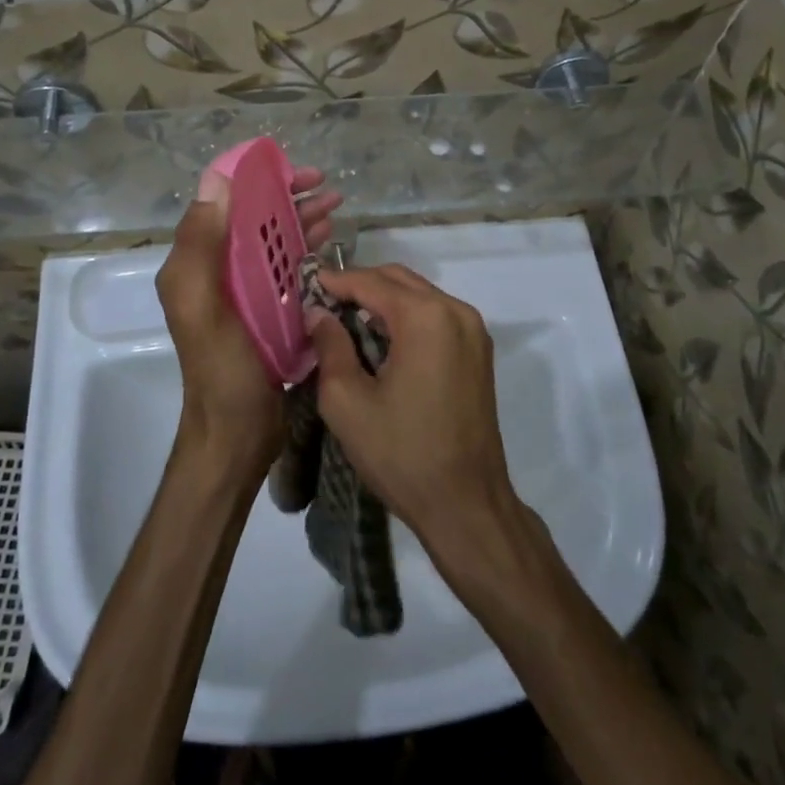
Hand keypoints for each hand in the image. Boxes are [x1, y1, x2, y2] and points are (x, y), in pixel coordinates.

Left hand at [156, 168, 341, 478]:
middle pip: (252, 216)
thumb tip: (217, 180)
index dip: (255, 177)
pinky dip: (305, 248)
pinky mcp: (266, 309)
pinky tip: (329, 241)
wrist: (236, 433)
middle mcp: (216, 269)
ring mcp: (243, 290)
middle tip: (327, 185)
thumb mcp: (202, 303)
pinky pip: (285, 267)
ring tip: (337, 206)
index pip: (222, 201)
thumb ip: (201, 243)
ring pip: (272, 239)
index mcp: (196, 261)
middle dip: (287, 195)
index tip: (293, 171)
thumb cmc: (221, 367)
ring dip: (301, 218)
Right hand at [305, 264, 516, 547]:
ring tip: (346, 320)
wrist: (467, 504)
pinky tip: (381, 340)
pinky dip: (407, 317)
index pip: (371, 282)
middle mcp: (456, 311)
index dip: (335, 281)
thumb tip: (319, 314)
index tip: (305, 287)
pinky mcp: (478, 351)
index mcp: (426, 317)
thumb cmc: (402, 453)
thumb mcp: (347, 401)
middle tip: (323, 303)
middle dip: (360, 286)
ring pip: (419, 295)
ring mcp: (473, 330)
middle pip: (399, 280)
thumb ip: (330, 346)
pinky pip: (436, 316)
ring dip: (383, 300)